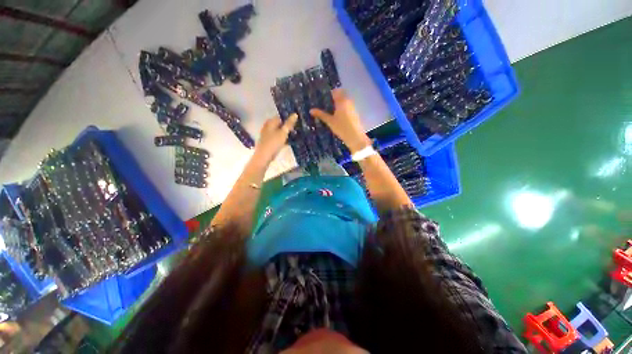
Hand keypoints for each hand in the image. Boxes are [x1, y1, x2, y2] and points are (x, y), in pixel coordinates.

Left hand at [253, 114, 297, 164]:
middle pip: (279, 124)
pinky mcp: (268, 142)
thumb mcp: (283, 133)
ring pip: (278, 131)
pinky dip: (282, 139)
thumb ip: (289, 124)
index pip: (280, 117)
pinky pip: (276, 138)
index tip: (296, 123)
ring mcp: (267, 135)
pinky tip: (287, 143)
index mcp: (270, 122)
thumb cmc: (273, 143)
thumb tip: (295, 114)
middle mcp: (267, 126)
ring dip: (285, 133)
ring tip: (293, 136)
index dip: (288, 119)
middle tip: (296, 130)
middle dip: (287, 127)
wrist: (263, 157)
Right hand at [310, 89, 370, 152]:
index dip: (329, 93)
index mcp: (342, 101)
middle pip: (341, 95)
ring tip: (330, 109)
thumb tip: (311, 110)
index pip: (336, 91)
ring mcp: (353, 107)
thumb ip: (321, 114)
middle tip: (326, 103)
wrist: (355, 137)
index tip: (323, 97)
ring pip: (345, 100)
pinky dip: (343, 108)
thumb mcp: (330, 121)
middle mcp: (348, 101)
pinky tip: (338, 115)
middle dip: (334, 97)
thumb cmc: (341, 128)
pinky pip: (348, 106)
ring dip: (339, 102)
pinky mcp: (355, 113)